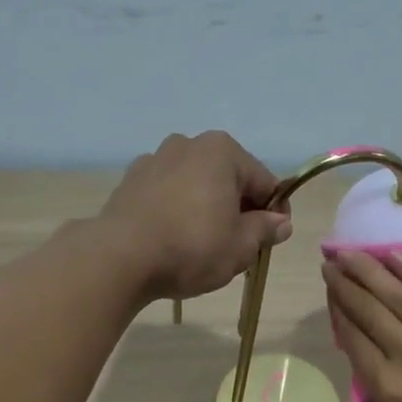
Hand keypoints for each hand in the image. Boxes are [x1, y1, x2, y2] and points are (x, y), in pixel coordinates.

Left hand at [99, 132, 291, 301]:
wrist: (120, 258)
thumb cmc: (192, 248)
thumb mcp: (241, 247)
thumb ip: (265, 230)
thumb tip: (280, 222)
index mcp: (222, 151)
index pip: (265, 182)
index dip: (276, 212)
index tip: (273, 240)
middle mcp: (188, 144)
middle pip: (229, 179)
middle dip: (239, 209)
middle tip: (240, 246)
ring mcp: (155, 159)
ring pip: (196, 185)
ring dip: (207, 208)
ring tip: (205, 246)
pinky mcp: (131, 181)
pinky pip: (168, 194)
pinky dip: (178, 211)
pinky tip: (174, 240)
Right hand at [322, 249, 401, 401]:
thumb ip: (381, 389)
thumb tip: (369, 356)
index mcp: (387, 387)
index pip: (353, 338)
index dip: (338, 309)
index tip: (328, 288)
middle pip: (370, 312)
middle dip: (346, 284)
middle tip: (330, 261)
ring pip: (399, 297)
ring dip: (372, 271)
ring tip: (353, 253)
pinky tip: (396, 256)